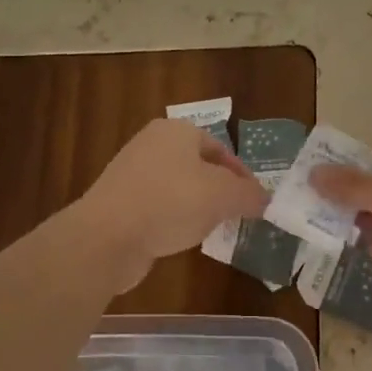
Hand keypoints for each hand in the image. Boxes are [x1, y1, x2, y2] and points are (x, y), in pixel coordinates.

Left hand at [71, 118, 267, 291]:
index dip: (241, 174)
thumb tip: (264, 199)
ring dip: (196, 207)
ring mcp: (131, 174)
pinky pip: (157, 208)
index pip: (219, 147)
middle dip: (219, 190)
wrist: (107, 236)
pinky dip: (172, 220)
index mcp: (176, 131)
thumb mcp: (223, 196)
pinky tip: (180, 239)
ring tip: (212, 229)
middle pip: (197, 166)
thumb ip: (249, 195)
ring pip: (177, 188)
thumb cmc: (171, 203)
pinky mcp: (119, 203)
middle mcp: (151, 144)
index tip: (254, 200)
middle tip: (237, 215)